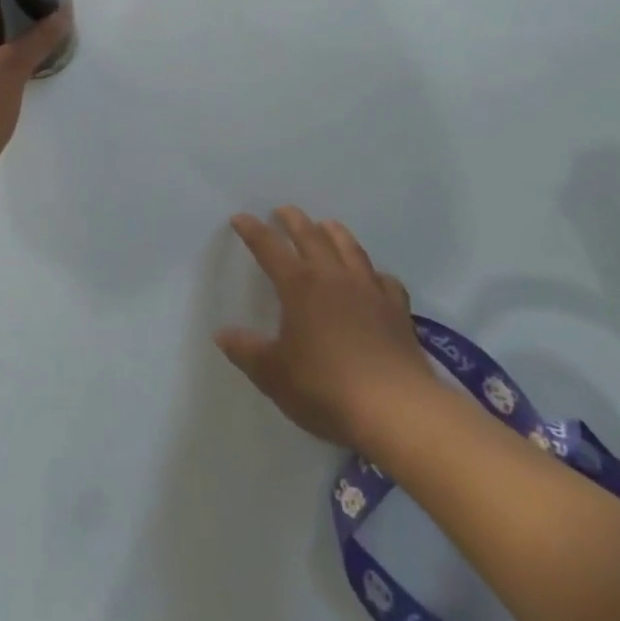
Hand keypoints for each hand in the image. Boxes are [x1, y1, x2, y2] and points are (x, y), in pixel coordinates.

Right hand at [215, 207, 435, 447]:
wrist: (396, 410)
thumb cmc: (325, 388)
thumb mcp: (274, 374)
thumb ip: (247, 351)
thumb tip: (222, 334)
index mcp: (299, 285)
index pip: (269, 247)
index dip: (252, 231)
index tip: (240, 218)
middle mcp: (333, 277)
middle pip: (311, 236)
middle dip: (294, 220)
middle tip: (284, 210)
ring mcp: (369, 291)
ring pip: (350, 249)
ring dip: (335, 233)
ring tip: (327, 225)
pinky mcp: (397, 311)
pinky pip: (385, 280)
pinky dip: (374, 272)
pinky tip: (373, 277)